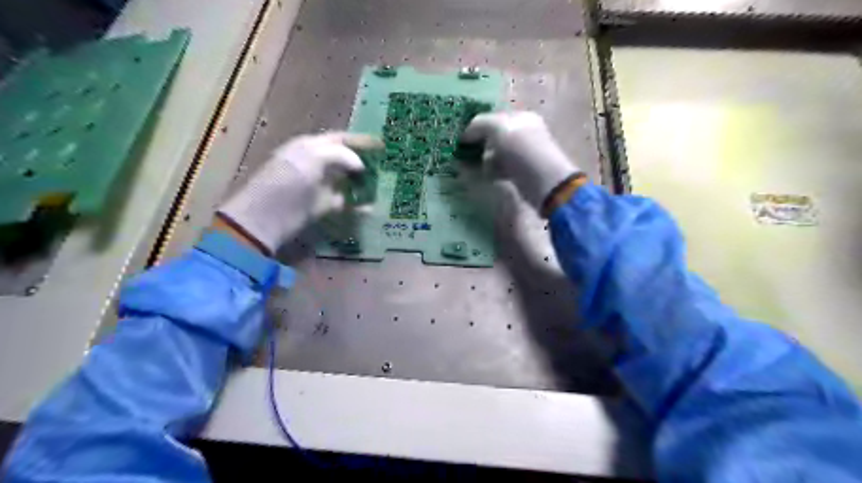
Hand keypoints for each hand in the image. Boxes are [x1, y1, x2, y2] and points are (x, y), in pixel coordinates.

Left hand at [220, 131, 380, 252]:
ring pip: (347, 180)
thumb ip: (339, 155)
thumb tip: (360, 165)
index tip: (382, 144)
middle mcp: (316, 163)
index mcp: (310, 146)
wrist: (267, 217)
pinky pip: (345, 202)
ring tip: (383, 184)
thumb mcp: (311, 158)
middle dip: (364, 161)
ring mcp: (319, 185)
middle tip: (385, 165)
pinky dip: (358, 204)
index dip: (360, 140)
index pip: (340, 139)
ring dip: (363, 182)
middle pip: (345, 159)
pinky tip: (371, 207)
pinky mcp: (322, 205)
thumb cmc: (287, 181)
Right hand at [461, 112, 582, 211]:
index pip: (493, 118)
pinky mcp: (521, 173)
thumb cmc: (522, 150)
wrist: (545, 183)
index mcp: (521, 118)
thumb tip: (465, 134)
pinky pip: (501, 169)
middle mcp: (524, 133)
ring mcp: (523, 154)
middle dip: (479, 145)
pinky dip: (492, 172)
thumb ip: (480, 124)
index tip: (460, 139)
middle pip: (493, 137)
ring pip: (496, 154)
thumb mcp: (498, 129)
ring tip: (474, 168)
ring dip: (484, 160)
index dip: (476, 127)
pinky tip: (487, 177)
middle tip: (464, 154)